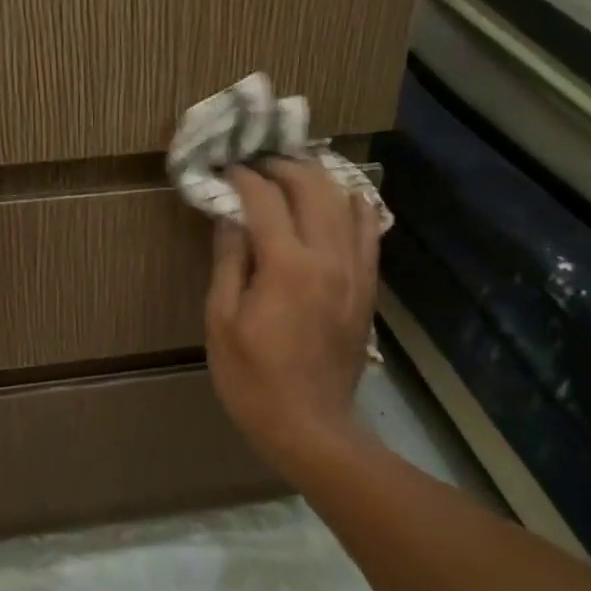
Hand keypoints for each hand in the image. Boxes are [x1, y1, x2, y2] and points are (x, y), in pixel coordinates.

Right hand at [205, 158, 380, 473]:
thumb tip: (229, 215)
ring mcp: (355, 270)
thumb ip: (228, 260)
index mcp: (286, 265)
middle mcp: (328, 256)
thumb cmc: (252, 378)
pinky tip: (335, 199)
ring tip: (291, 174)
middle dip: (281, 166)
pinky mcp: (367, 285)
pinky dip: (351, 204)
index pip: (265, 198)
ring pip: (344, 199)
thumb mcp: (222, 320)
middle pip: (311, 186)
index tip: (225, 169)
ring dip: (316, 178)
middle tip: (255, 165)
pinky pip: (367, 229)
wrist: (310, 426)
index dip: (242, 177)